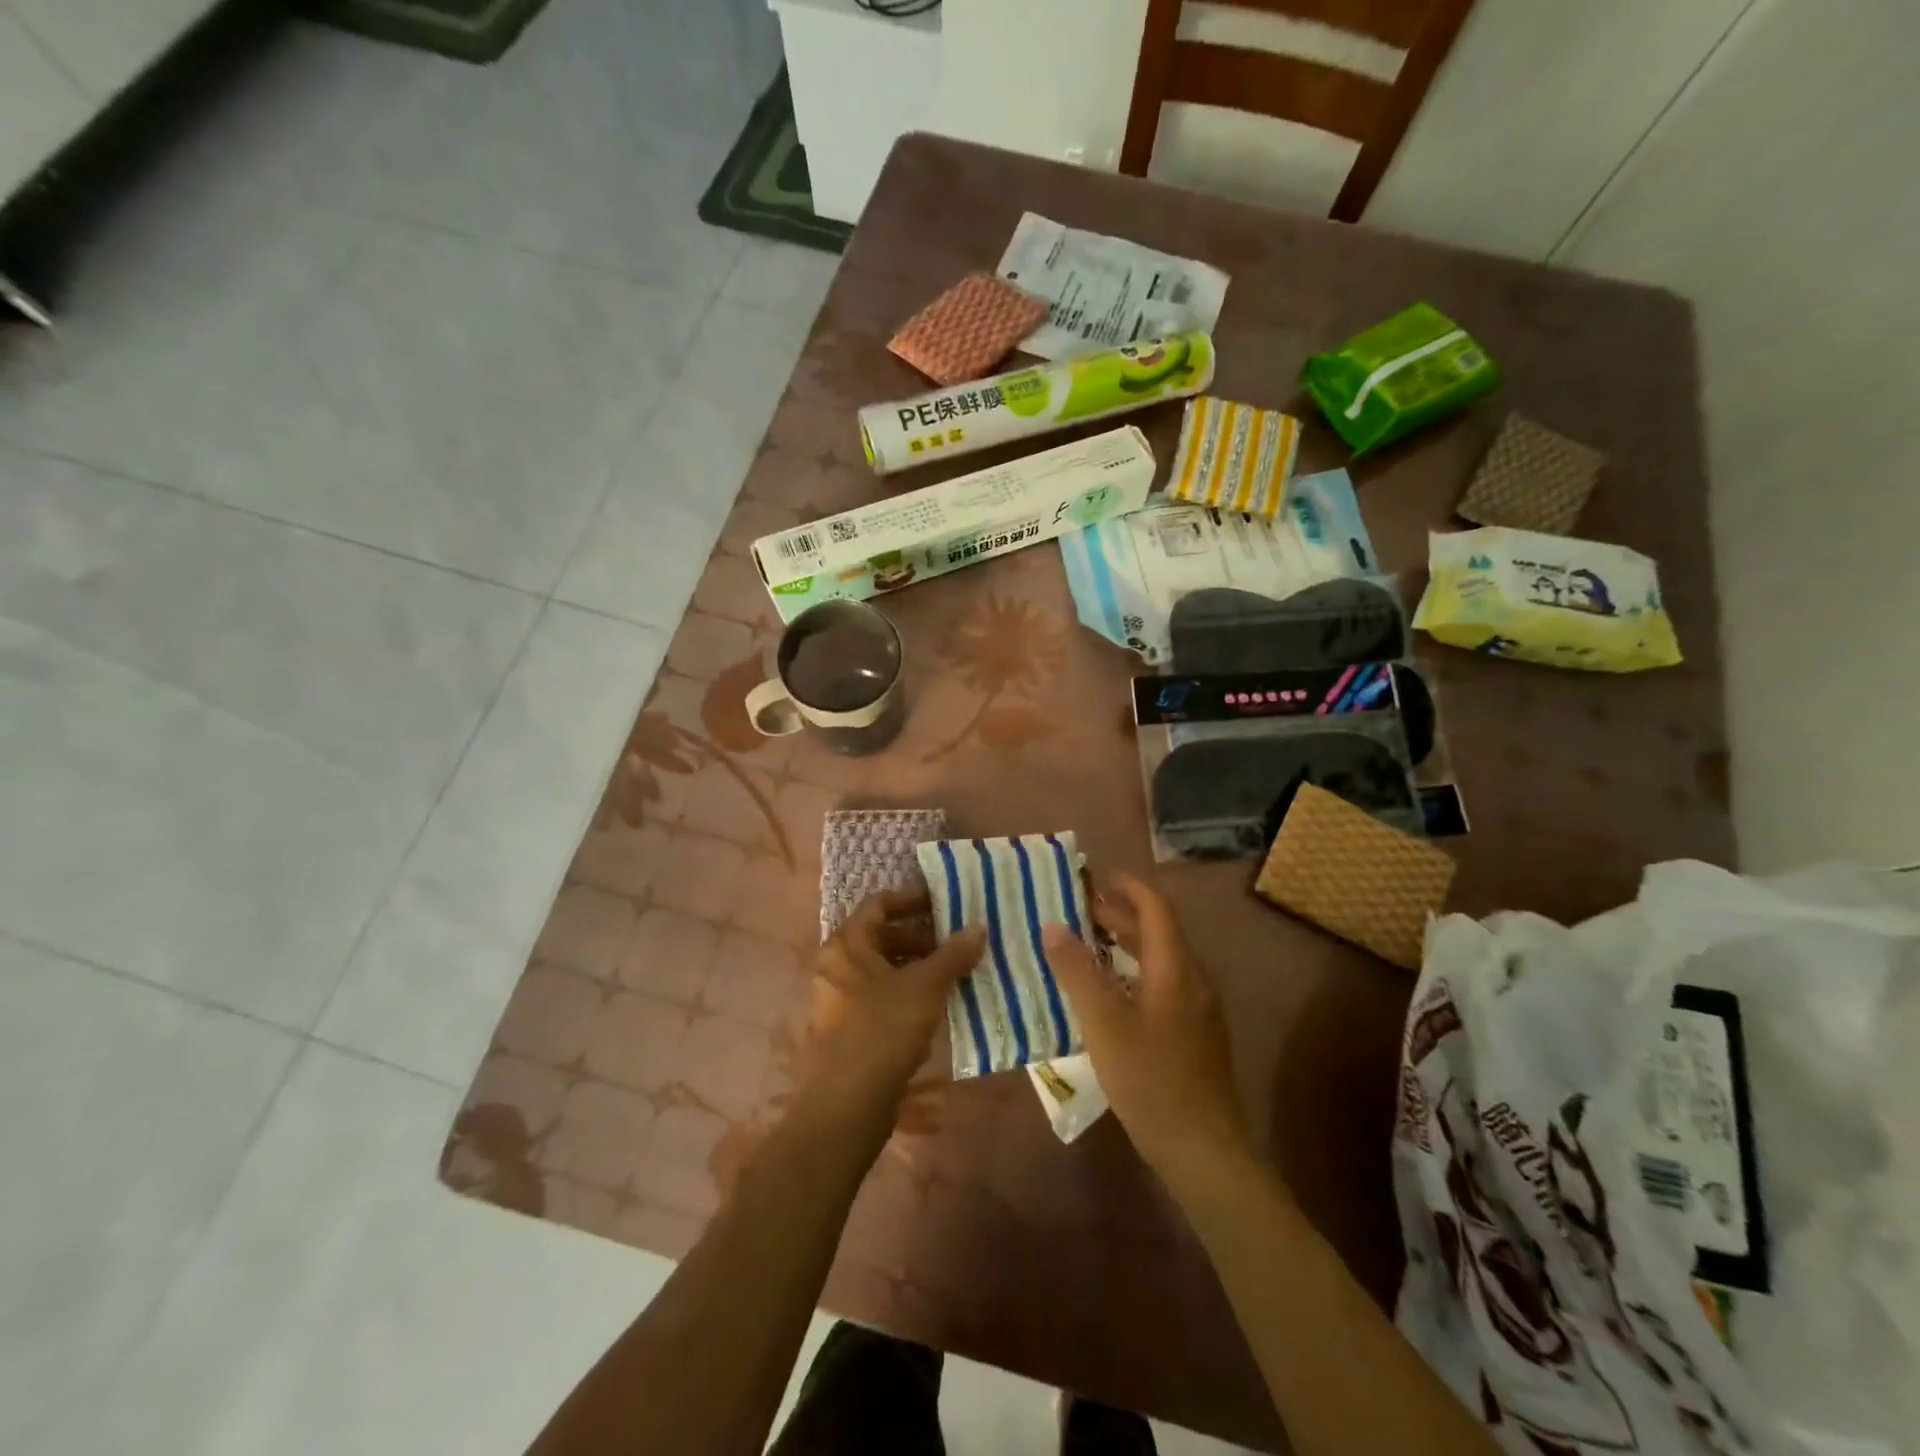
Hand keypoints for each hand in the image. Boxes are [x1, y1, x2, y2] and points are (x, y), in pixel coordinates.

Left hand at [800, 888, 985, 1135]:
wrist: (847, 1102)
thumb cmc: (883, 1030)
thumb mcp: (925, 987)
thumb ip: (952, 955)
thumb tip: (978, 927)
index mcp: (847, 944)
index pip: (879, 903)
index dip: (912, 899)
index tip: (944, 902)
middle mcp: (836, 964)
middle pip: (880, 935)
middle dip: (920, 936)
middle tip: (955, 942)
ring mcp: (837, 997)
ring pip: (881, 967)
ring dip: (915, 965)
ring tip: (952, 972)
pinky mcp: (845, 1026)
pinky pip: (878, 994)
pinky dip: (904, 990)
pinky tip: (933, 1004)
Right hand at [1044, 874, 1255, 1198]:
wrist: (1203, 1150)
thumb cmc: (1151, 1080)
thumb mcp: (1104, 1023)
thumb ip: (1077, 972)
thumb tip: (1052, 927)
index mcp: (1176, 968)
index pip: (1156, 908)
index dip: (1128, 887)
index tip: (1095, 877)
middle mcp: (1193, 980)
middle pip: (1158, 932)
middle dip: (1120, 915)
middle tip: (1079, 910)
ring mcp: (1197, 1009)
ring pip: (1160, 960)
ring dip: (1126, 944)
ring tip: (1088, 944)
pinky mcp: (1194, 1034)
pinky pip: (1162, 984)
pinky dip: (1133, 972)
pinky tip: (1109, 993)